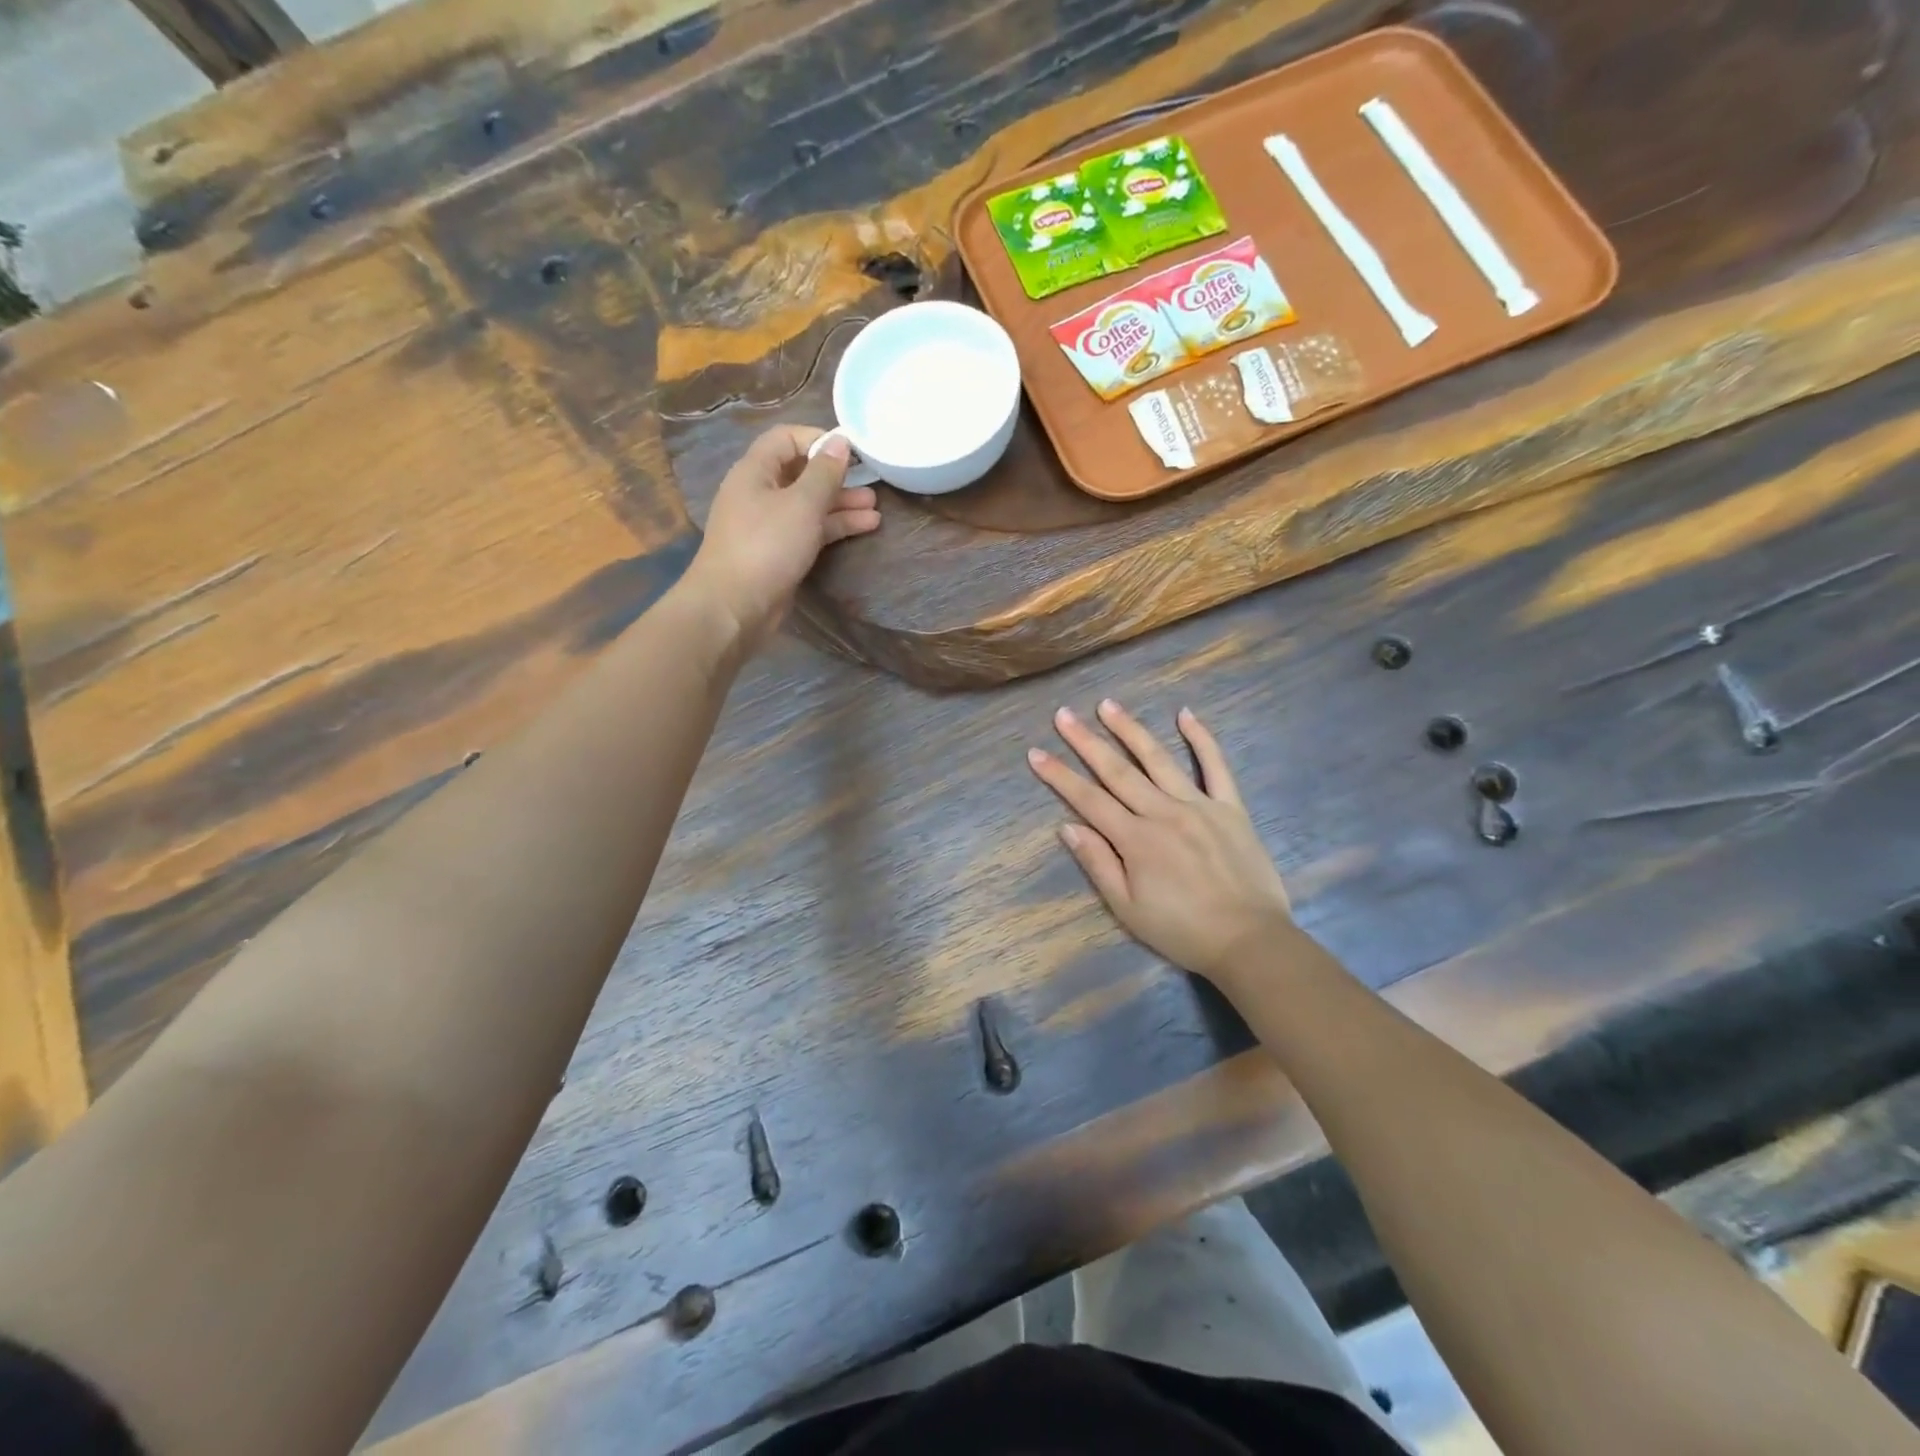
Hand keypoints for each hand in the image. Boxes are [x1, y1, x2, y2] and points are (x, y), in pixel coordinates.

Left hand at [687, 426, 880, 647]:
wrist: (735, 606)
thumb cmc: (767, 546)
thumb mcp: (802, 504)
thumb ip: (824, 473)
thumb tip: (840, 441)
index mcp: (755, 471)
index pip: (786, 438)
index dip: (818, 439)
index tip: (852, 451)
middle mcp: (759, 493)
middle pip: (801, 474)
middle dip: (837, 478)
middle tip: (871, 484)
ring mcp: (768, 525)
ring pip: (809, 506)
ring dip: (841, 506)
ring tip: (875, 511)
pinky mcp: (778, 553)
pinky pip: (809, 531)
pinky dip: (833, 528)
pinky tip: (863, 528)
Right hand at [1028, 700, 1291, 982]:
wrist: (1249, 941)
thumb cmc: (1182, 930)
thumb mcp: (1128, 908)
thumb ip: (1098, 864)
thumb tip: (1068, 826)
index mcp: (1135, 839)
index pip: (1088, 799)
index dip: (1059, 776)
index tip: (1036, 753)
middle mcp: (1163, 812)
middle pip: (1117, 771)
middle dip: (1086, 741)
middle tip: (1063, 715)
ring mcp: (1199, 805)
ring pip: (1159, 759)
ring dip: (1131, 730)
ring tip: (1108, 705)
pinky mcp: (1230, 807)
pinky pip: (1216, 766)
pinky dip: (1202, 738)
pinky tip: (1186, 714)